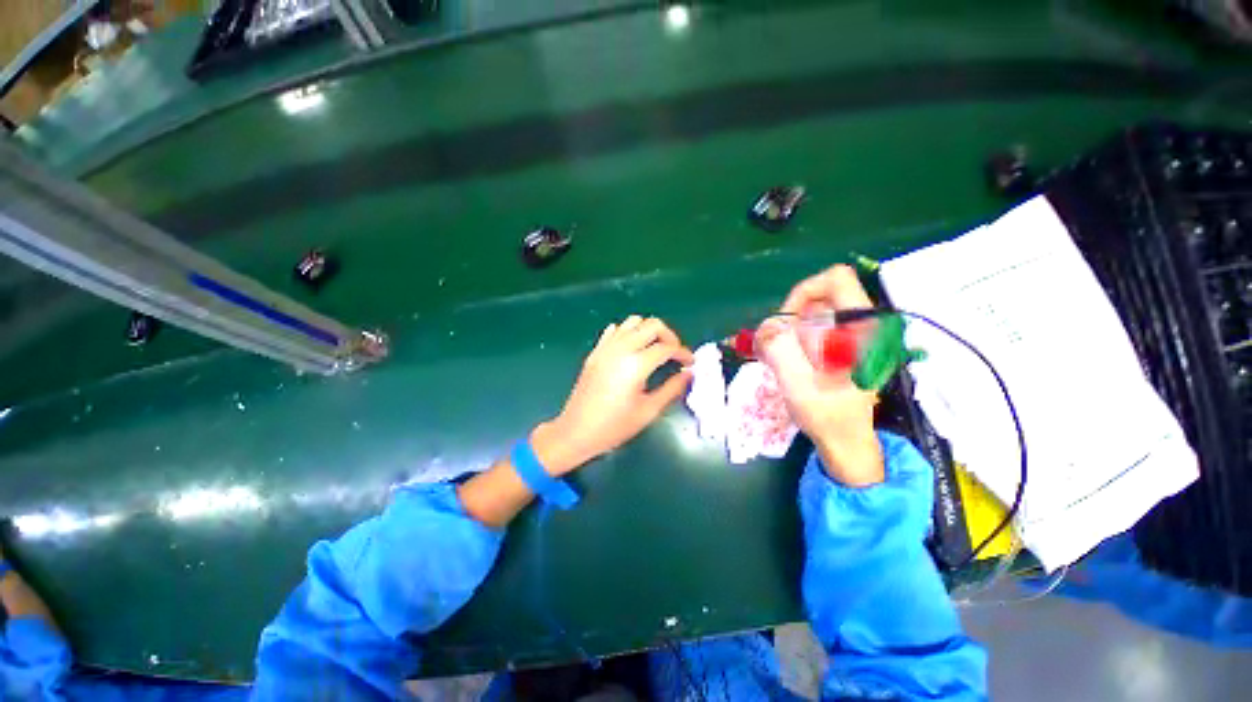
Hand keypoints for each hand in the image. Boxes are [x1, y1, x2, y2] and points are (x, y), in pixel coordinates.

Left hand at [532, 316, 694, 475]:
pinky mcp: (596, 351)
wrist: (576, 431)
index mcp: (636, 365)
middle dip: (669, 336)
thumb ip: (672, 389)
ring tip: (655, 350)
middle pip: (652, 325)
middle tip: (674, 354)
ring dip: (649, 331)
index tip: (690, 363)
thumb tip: (688, 374)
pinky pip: (615, 330)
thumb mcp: (648, 411)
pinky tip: (632, 349)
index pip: (667, 347)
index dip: (683, 353)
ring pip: (633, 321)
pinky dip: (628, 332)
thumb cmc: (614, 426)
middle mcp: (621, 349)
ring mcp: (606, 348)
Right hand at [756, 265, 883, 486]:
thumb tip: (768, 325)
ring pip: (815, 311)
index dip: (803, 293)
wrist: (845, 441)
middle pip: (821, 295)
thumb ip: (780, 349)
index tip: (785, 323)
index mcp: (864, 330)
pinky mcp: (847, 345)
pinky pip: (816, 326)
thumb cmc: (827, 417)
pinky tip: (789, 360)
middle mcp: (865, 326)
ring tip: (782, 358)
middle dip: (792, 317)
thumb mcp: (798, 385)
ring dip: (791, 329)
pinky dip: (796, 337)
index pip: (836, 280)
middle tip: (779, 347)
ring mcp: (857, 335)